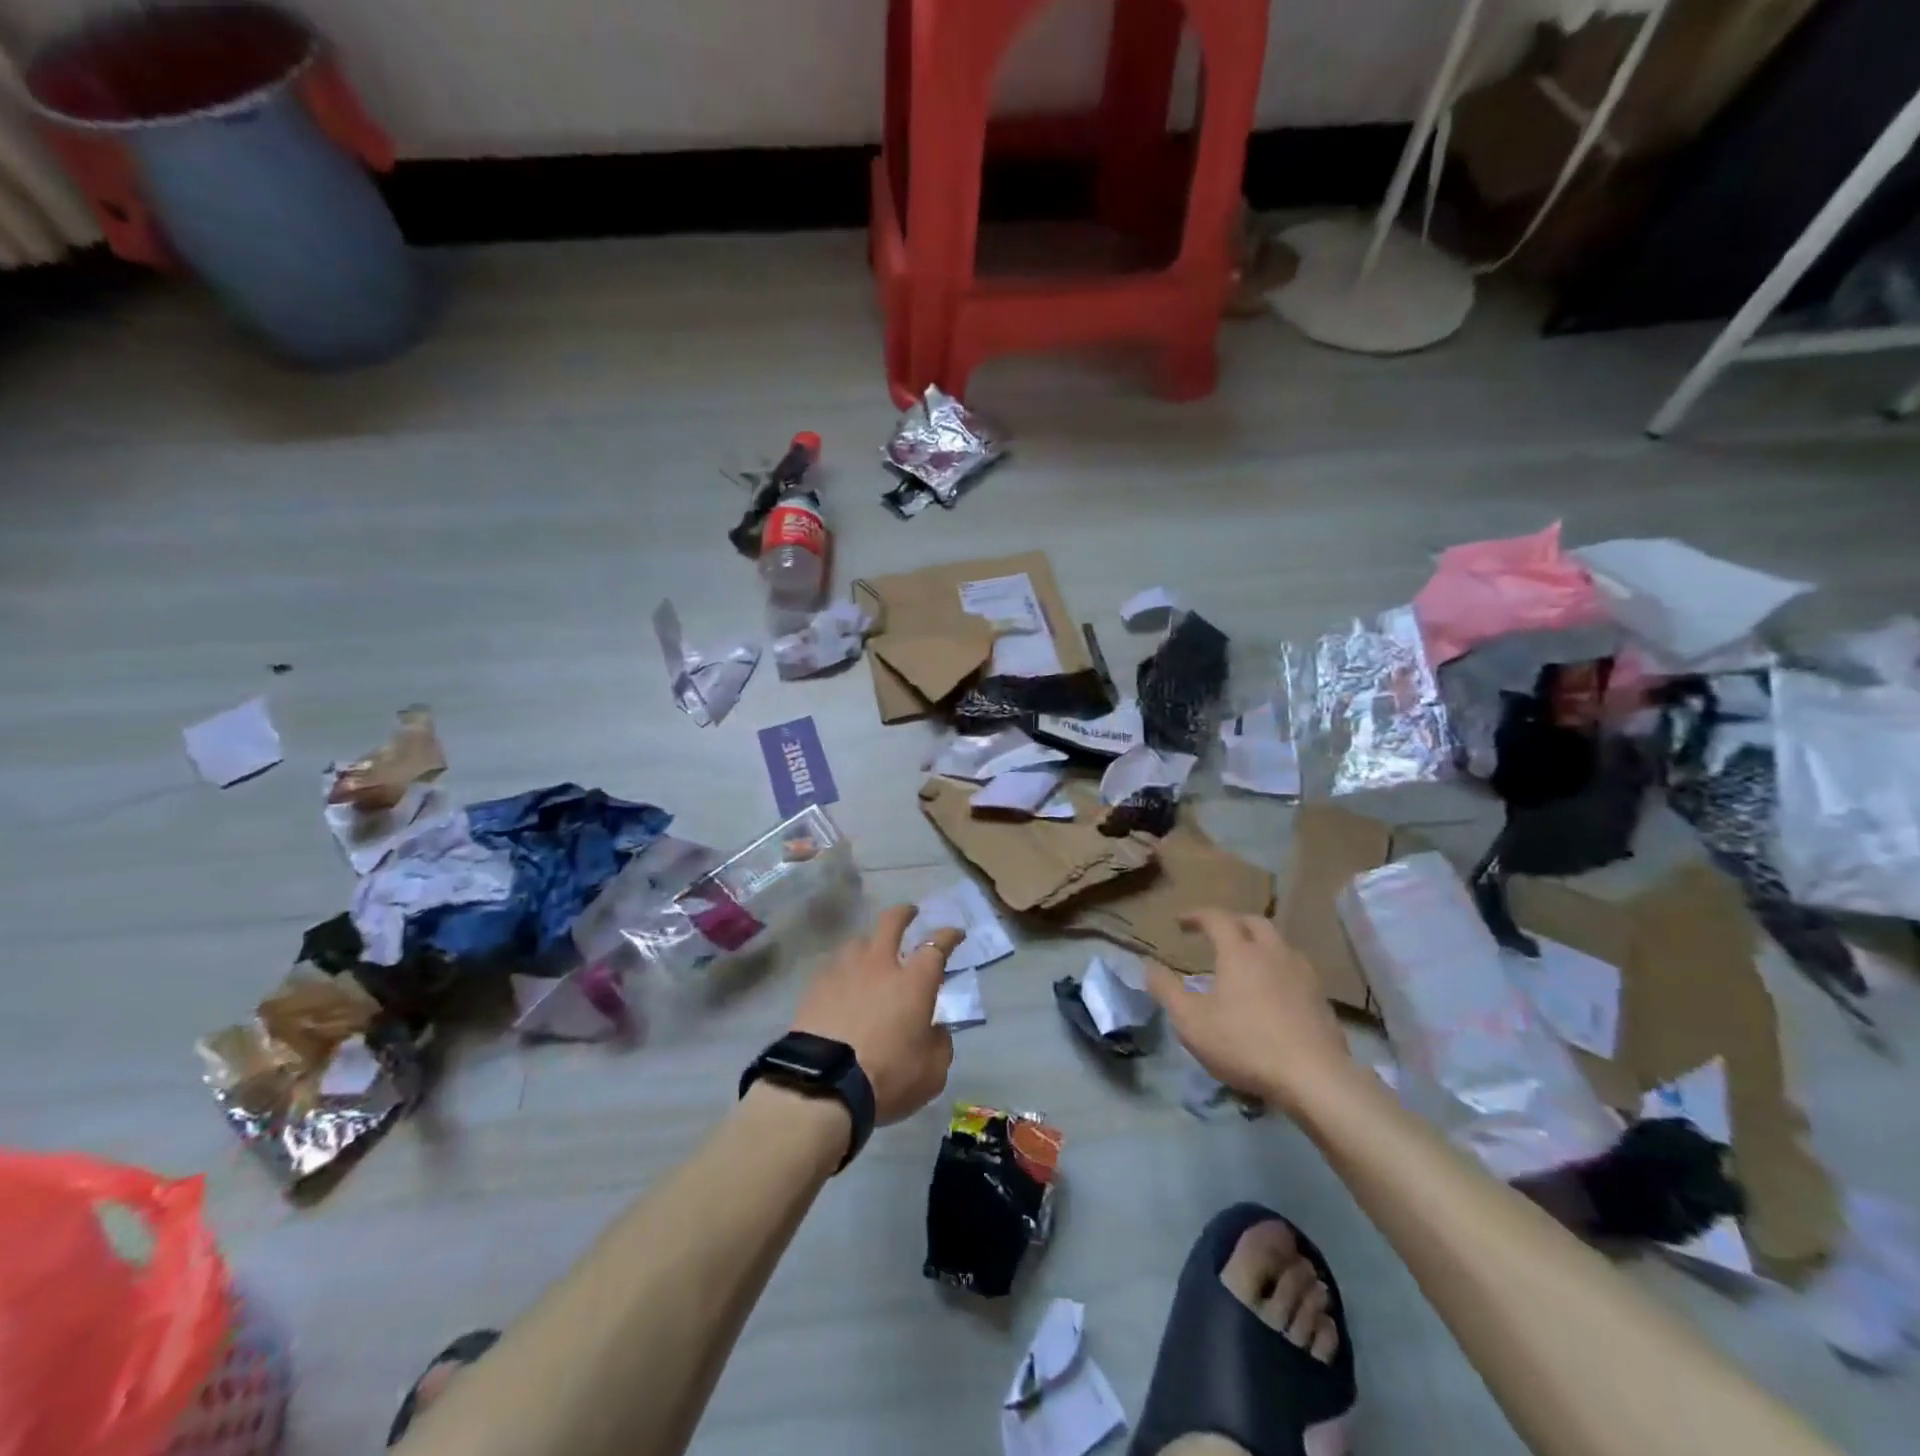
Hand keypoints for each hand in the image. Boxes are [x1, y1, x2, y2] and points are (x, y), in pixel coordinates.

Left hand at [790, 906, 962, 1124]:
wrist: (823, 1085)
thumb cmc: (887, 1076)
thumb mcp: (932, 1072)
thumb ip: (939, 1043)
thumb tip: (934, 1029)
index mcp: (913, 981)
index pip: (937, 945)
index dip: (949, 935)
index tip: (956, 932)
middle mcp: (880, 965)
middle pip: (891, 923)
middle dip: (904, 913)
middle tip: (910, 912)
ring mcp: (844, 971)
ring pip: (858, 941)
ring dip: (869, 943)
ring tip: (870, 953)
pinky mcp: (816, 986)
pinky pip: (835, 966)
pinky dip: (844, 969)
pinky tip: (843, 982)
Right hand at [1144, 910, 1355, 1110]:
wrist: (1314, 1078)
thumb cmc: (1245, 1044)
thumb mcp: (1191, 1021)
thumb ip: (1166, 990)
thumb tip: (1148, 965)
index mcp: (1240, 952)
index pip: (1217, 918)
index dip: (1197, 916)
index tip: (1181, 922)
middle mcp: (1273, 953)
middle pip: (1254, 922)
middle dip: (1232, 922)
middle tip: (1216, 934)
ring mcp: (1303, 974)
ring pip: (1280, 944)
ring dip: (1260, 943)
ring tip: (1247, 961)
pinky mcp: (1321, 999)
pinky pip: (1296, 969)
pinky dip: (1279, 968)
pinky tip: (1274, 991)